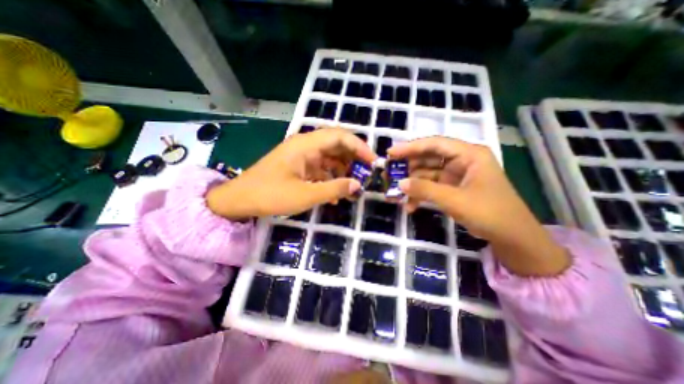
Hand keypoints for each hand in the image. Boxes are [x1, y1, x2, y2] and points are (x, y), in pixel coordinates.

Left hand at [206, 128, 376, 220]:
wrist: (239, 200)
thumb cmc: (270, 195)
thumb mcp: (305, 195)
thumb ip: (333, 189)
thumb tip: (358, 185)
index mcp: (306, 145)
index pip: (340, 136)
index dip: (359, 147)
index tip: (372, 161)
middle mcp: (305, 145)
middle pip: (336, 144)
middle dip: (353, 158)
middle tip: (366, 174)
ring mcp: (301, 156)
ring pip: (329, 157)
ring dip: (342, 170)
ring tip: (352, 187)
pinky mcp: (298, 166)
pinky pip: (320, 168)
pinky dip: (330, 178)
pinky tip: (334, 194)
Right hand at [387, 137, 568, 275]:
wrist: (512, 238)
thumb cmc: (489, 213)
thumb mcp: (454, 200)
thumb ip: (425, 190)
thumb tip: (400, 183)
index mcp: (469, 154)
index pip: (435, 144)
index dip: (411, 147)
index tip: (391, 153)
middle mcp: (461, 161)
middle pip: (428, 158)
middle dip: (408, 167)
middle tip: (389, 174)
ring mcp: (456, 175)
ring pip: (427, 174)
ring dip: (412, 184)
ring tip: (395, 194)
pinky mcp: (452, 189)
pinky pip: (431, 187)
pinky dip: (420, 195)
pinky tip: (410, 206)